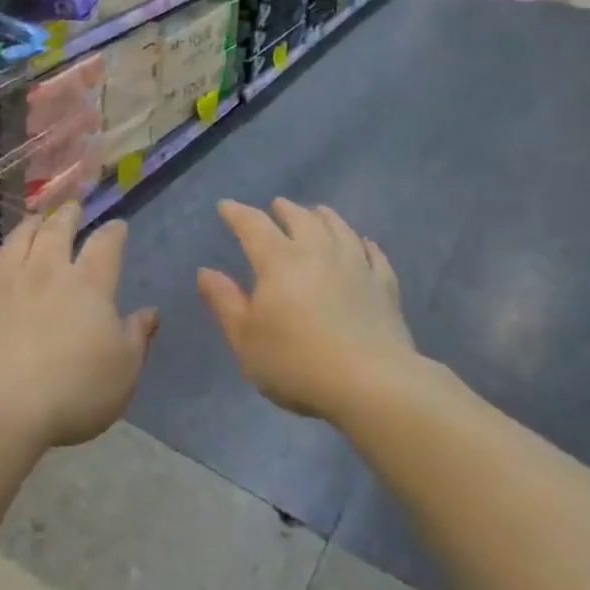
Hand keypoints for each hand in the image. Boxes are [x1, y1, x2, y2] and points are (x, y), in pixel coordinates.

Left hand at [0, 205, 157, 449]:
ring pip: (20, 237)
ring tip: (37, 219)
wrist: (0, 407)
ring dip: (32, 224)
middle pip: (58, 228)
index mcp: (89, 283)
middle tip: (73, 207)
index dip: (114, 231)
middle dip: (69, 214)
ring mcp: (8, 280)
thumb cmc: (73, 392)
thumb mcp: (123, 372)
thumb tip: (150, 312)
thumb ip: (137, 337)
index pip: (106, 244)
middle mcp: (48, 270)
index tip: (118, 226)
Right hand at [198, 198, 412, 422]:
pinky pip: (373, 254)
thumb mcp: (245, 339)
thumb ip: (224, 302)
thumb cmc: (297, 362)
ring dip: (324, 216)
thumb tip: (205, 271)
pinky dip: (363, 243)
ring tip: (318, 212)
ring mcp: (355, 265)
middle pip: (300, 218)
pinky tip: (363, 243)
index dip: (236, 213)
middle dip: (284, 209)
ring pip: (338, 227)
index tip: (225, 206)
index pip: (252, 224)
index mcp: (278, 260)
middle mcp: (317, 251)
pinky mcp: (384, 285)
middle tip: (277, 205)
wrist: (371, 383)